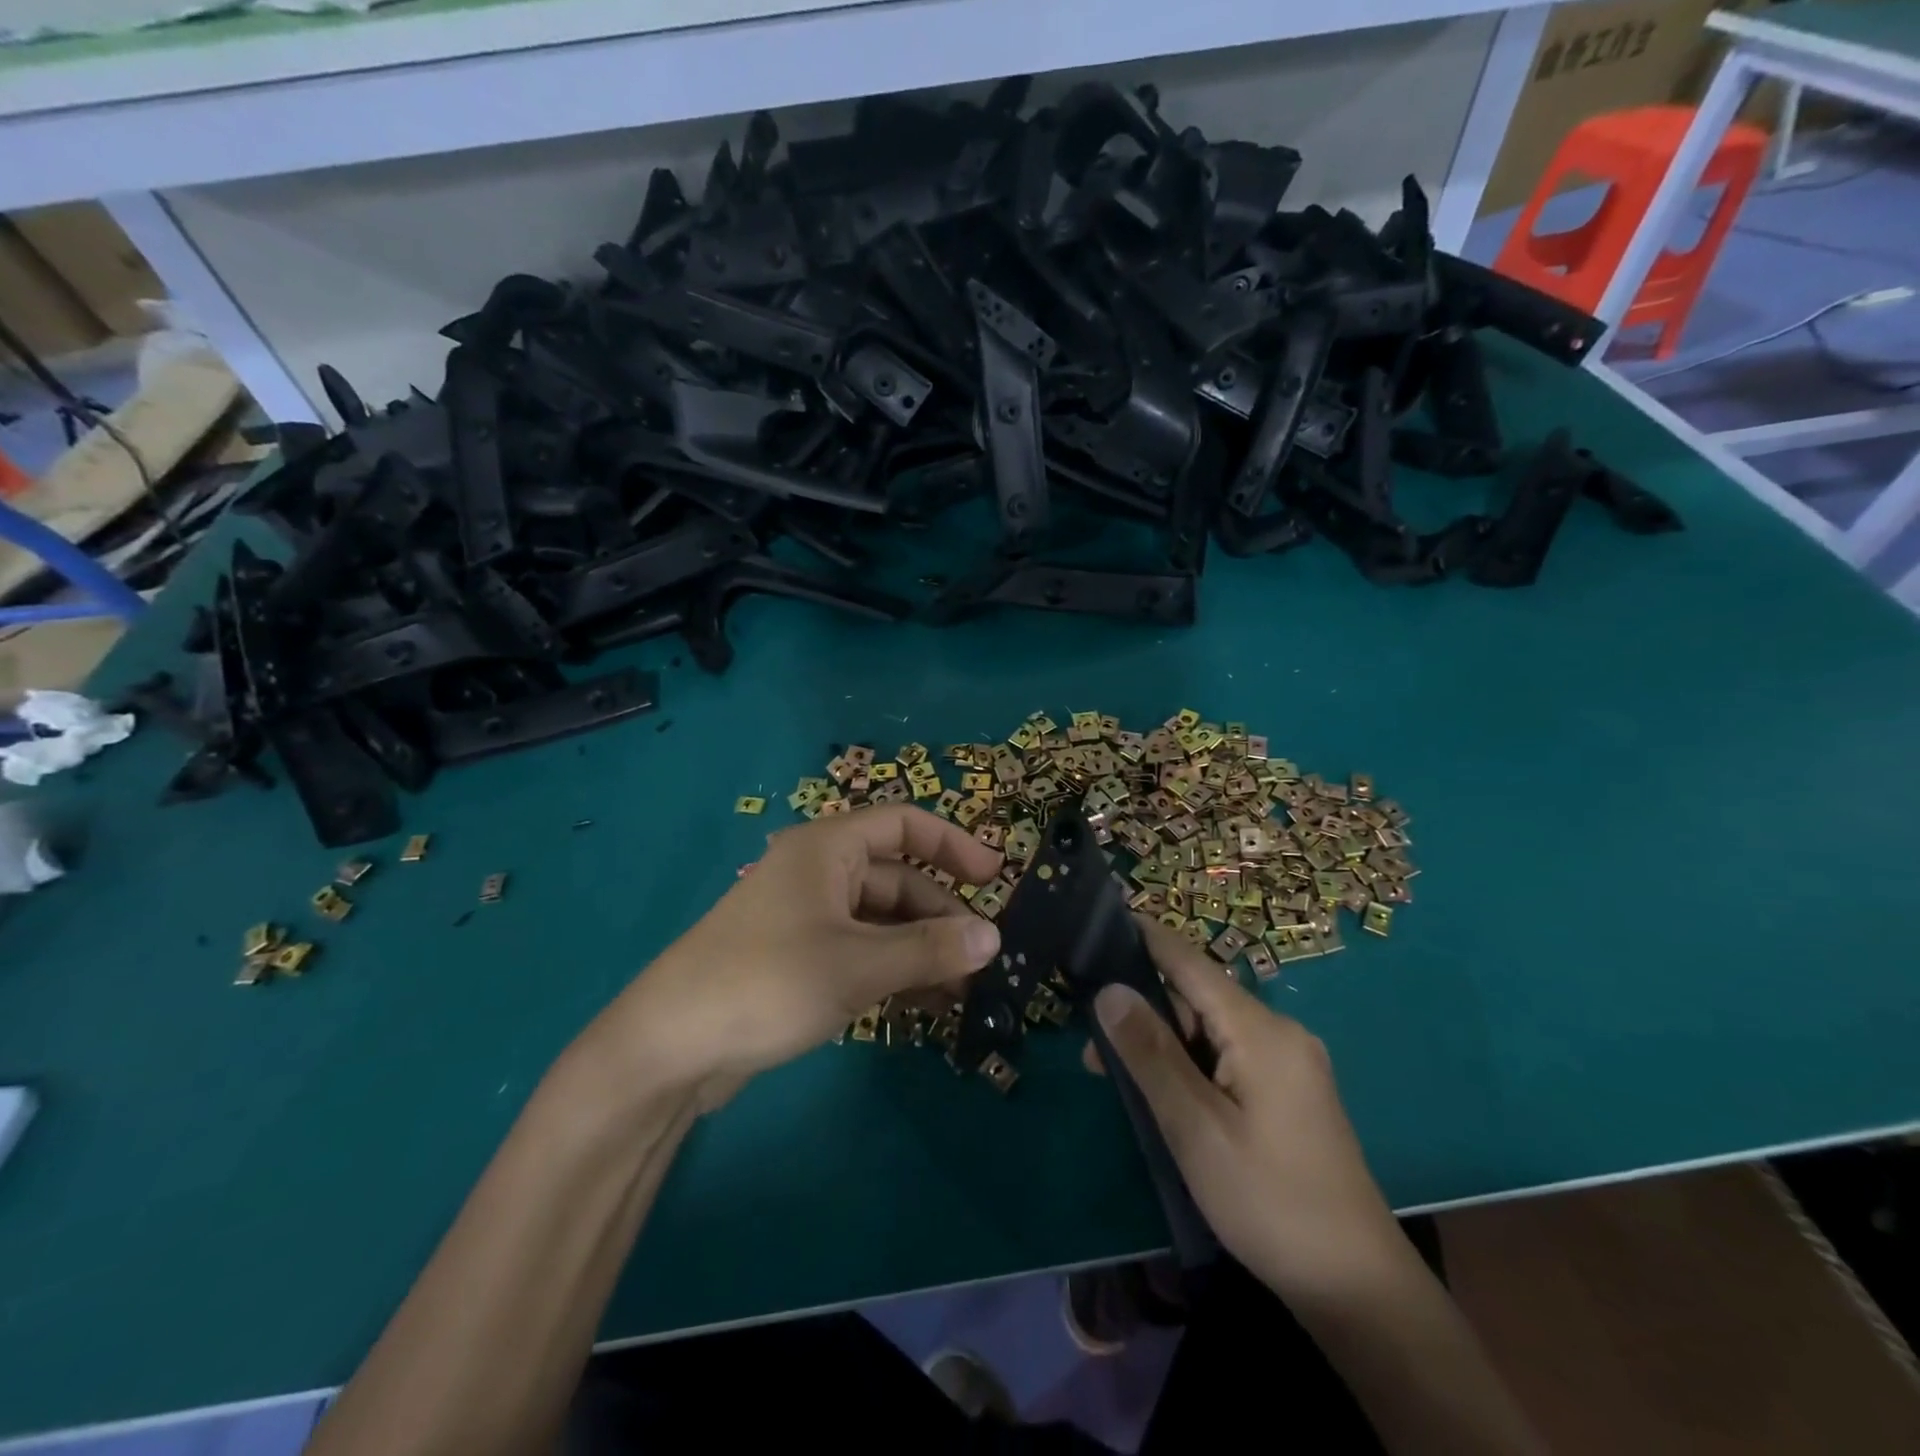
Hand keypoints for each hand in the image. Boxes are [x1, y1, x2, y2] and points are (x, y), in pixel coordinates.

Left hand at [584, 806, 1003, 1109]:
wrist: (669, 1047)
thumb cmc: (767, 982)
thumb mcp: (858, 965)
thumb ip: (929, 949)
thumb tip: (994, 938)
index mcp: (828, 848)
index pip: (904, 824)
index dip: (953, 844)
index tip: (995, 878)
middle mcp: (819, 873)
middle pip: (897, 879)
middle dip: (941, 915)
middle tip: (981, 958)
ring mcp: (806, 917)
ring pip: (881, 921)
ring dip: (921, 949)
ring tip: (961, 989)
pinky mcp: (797, 959)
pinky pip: (859, 951)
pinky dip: (892, 970)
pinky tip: (923, 1003)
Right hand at [1089, 919, 1405, 1304]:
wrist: (1355, 1287)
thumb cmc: (1268, 1200)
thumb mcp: (1195, 1127)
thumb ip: (1150, 1054)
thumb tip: (1108, 989)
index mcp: (1261, 1030)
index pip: (1190, 962)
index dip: (1144, 938)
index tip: (1098, 923)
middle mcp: (1277, 1032)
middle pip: (1196, 998)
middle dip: (1143, 1011)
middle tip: (1091, 1041)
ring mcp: (1286, 1062)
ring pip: (1208, 1031)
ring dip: (1162, 1044)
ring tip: (1112, 1073)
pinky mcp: (1287, 1091)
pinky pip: (1226, 1057)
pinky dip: (1188, 1065)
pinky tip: (1158, 1090)